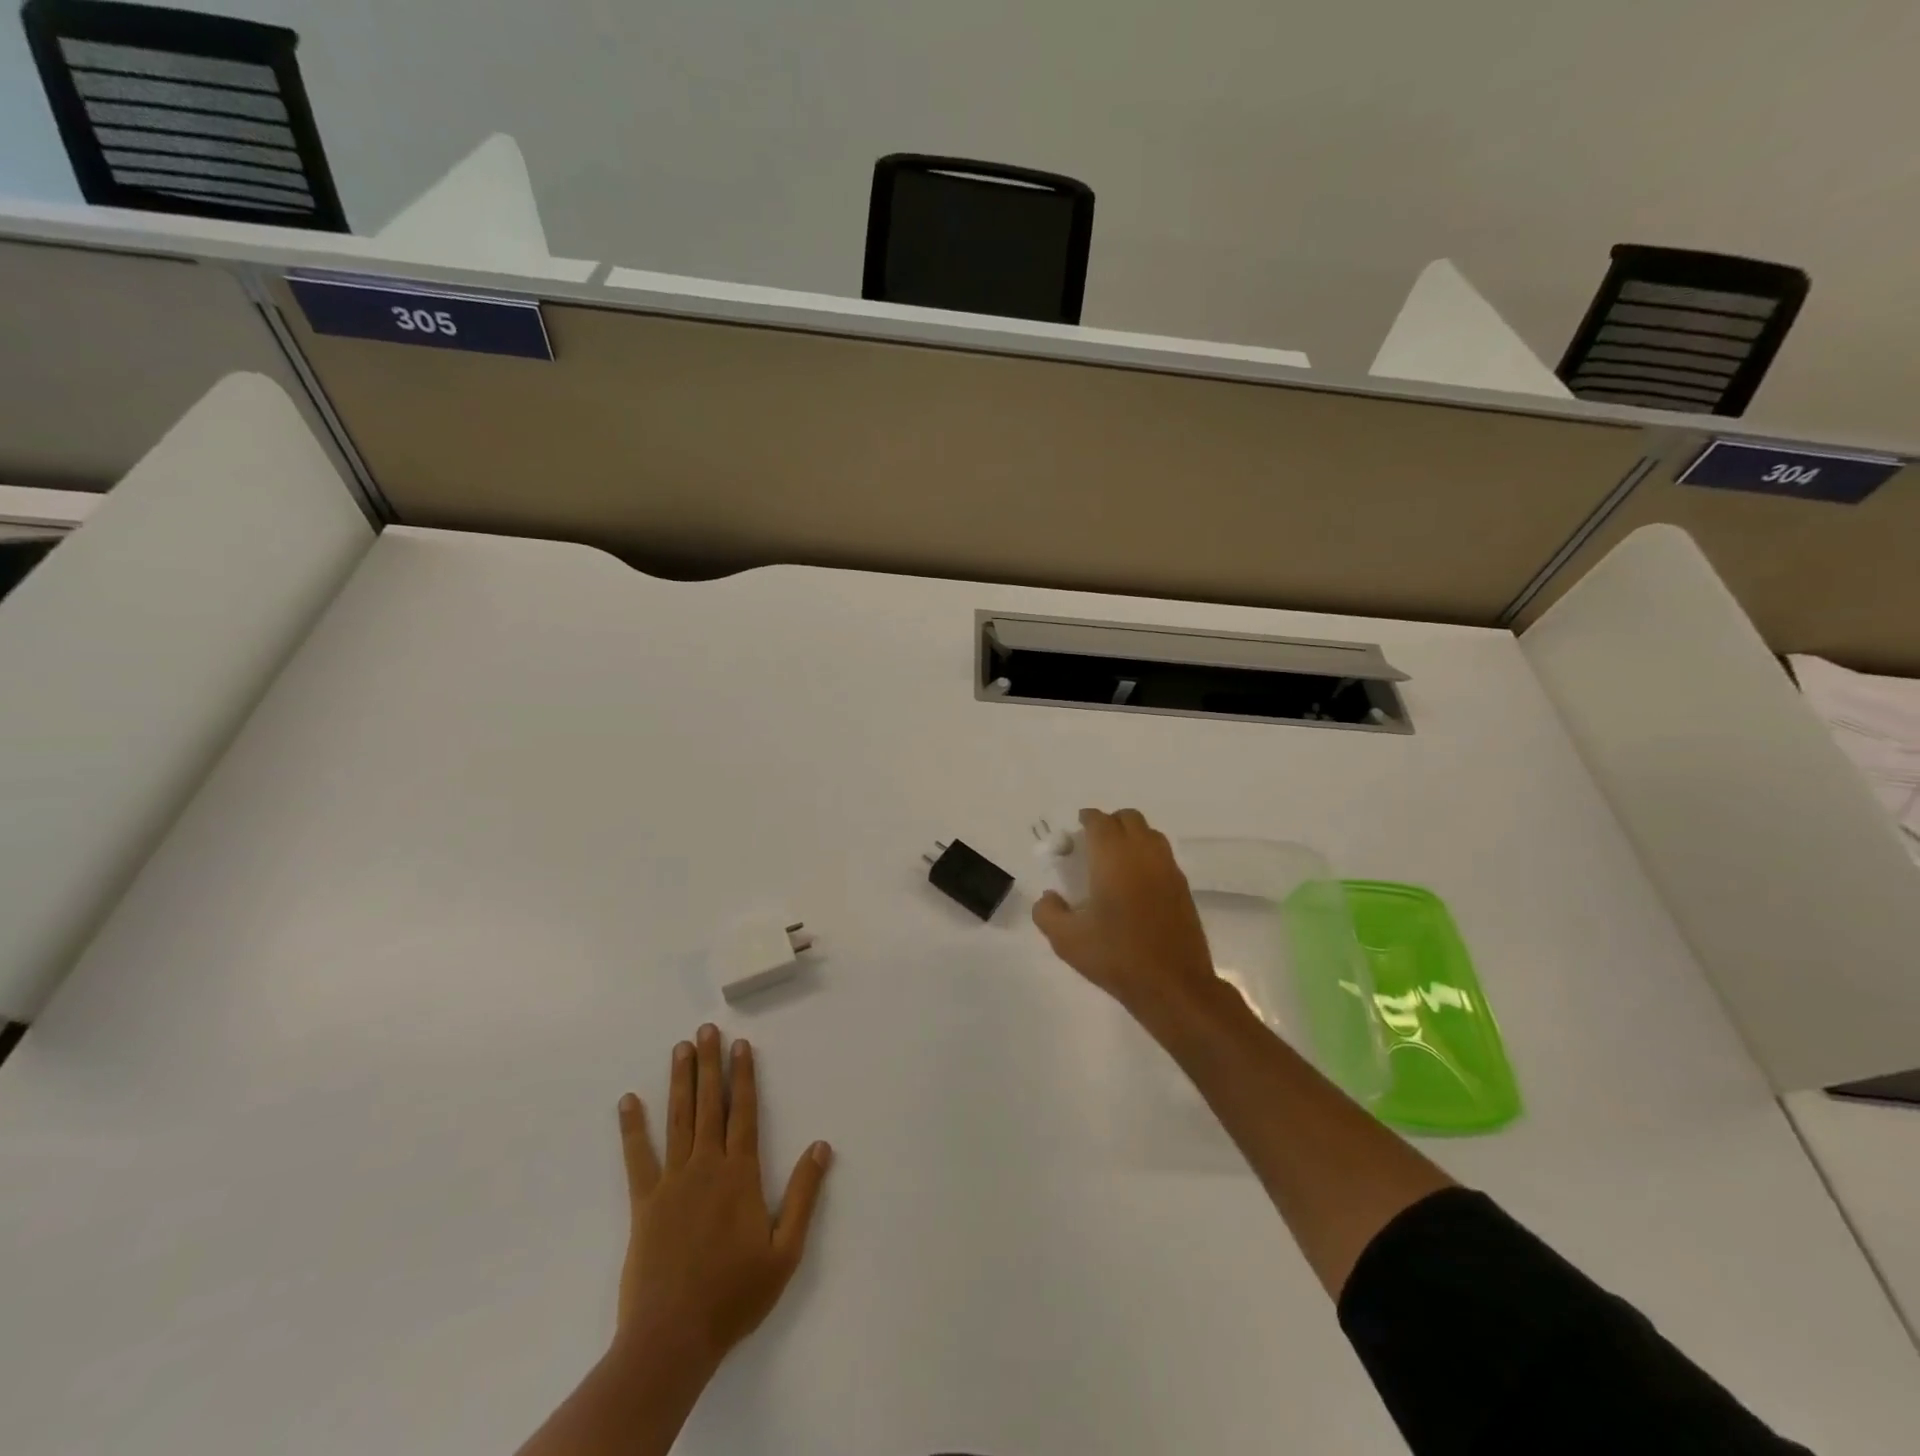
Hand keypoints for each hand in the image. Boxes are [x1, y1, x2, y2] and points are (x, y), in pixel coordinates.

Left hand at [615, 1024, 832, 1373]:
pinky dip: (632, 1127)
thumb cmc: (734, 1295)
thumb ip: (804, 1195)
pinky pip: (638, 1157)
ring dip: (680, 1081)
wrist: (673, 1338)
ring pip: (678, 1119)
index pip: (745, 1112)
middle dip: (710, 1064)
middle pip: (710, 1104)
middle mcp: (707, 1166)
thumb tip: (821, 1146)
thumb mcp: (785, 1251)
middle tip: (706, 1030)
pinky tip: (627, 1101)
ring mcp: (673, 1181)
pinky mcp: (644, 1202)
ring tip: (680, 1049)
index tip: (741, 1045)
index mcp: (741, 1174)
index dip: (744, 1076)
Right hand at [1032, 808, 1219, 1020]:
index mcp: (1113, 857)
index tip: (1076, 829)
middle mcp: (1143, 853)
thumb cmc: (1116, 956)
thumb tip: (1049, 897)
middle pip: (1129, 818)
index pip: (1100, 821)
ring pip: (1150, 834)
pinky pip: (1163, 856)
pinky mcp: (1183, 888)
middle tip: (1093, 844)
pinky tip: (1136, 884)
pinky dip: (1147, 856)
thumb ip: (1047, 912)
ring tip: (1115, 861)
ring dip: (1132, 837)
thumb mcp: (1066, 939)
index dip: (1086, 819)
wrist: (1173, 985)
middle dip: (1110, 823)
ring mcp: (1168, 869)